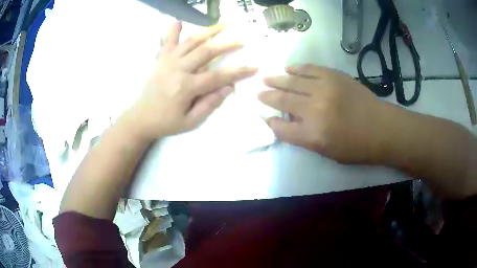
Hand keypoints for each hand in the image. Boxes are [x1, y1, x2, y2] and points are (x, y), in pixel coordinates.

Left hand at [127, 21, 257, 140]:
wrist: (141, 118)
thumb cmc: (167, 122)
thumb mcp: (191, 121)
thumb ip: (210, 104)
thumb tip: (229, 87)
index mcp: (186, 87)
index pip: (218, 76)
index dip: (238, 72)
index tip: (254, 67)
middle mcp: (178, 69)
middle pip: (207, 51)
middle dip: (227, 45)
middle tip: (242, 40)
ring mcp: (167, 61)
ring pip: (191, 41)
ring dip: (209, 31)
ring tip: (224, 25)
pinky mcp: (160, 59)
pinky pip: (167, 41)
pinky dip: (173, 30)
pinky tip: (178, 22)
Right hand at [258, 64, 387, 163]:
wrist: (380, 127)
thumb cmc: (355, 146)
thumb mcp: (327, 151)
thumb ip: (304, 136)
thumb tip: (288, 120)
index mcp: (313, 135)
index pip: (281, 128)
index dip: (271, 122)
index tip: (266, 117)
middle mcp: (315, 110)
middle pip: (283, 101)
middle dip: (268, 97)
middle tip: (258, 93)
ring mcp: (324, 89)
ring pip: (293, 82)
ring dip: (277, 80)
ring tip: (266, 78)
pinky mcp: (333, 76)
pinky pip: (309, 69)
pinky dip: (296, 68)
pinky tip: (287, 68)